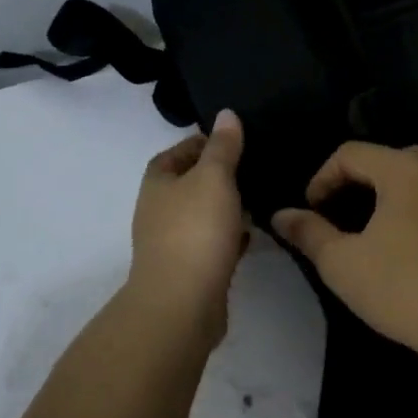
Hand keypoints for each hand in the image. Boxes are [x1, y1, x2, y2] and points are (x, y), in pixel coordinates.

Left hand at [127, 110, 248, 337]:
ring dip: (225, 208)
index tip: (232, 140)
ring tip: (260, 197)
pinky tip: (253, 235)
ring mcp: (172, 244)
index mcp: (157, 184)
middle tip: (253, 167)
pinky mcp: (190, 272)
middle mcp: (158, 212)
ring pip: (202, 216)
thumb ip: (223, 147)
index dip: (200, 143)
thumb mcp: (214, 178)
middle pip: (188, 185)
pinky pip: (212, 245)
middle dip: (217, 177)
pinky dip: (230, 237)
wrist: (182, 303)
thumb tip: (227, 114)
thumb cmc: (195, 230)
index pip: (175, 153)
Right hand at [271, 142, 417, 363]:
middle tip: (345, 216)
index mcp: (406, 170)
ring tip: (386, 234)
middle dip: (363, 183)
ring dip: (402, 199)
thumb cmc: (403, 289)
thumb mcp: (342, 264)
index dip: (323, 177)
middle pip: (394, 162)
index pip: (352, 154)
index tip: (312, 209)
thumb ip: (309, 232)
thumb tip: (282, 215)